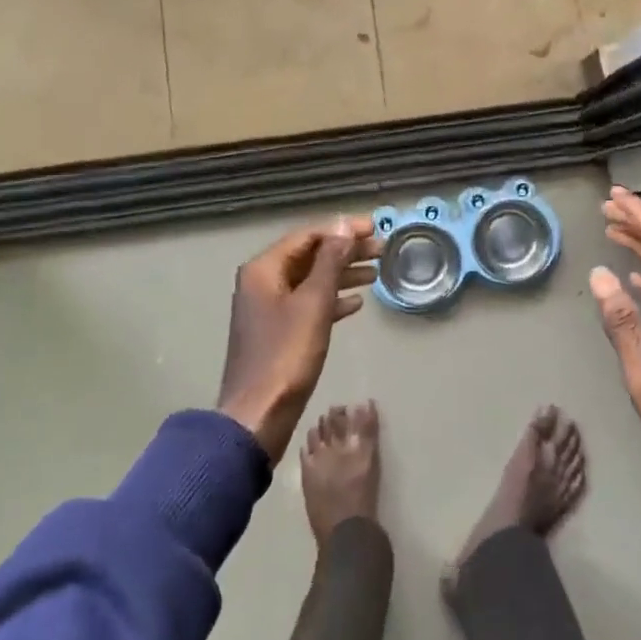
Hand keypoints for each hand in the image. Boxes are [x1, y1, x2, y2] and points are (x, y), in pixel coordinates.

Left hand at [218, 217, 381, 460]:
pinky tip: (357, 303)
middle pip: (310, 256)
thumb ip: (330, 261)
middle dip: (346, 251)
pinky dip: (331, 300)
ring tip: (376, 272)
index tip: (375, 227)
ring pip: (311, 280)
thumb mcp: (314, 303)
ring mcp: (268, 308)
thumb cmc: (286, 355)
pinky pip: (308, 304)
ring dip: (342, 274)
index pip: (308, 236)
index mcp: (264, 269)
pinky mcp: (277, 331)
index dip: (342, 230)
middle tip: (382, 249)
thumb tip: (343, 224)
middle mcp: (262, 282)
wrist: (258, 415)